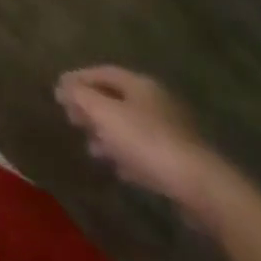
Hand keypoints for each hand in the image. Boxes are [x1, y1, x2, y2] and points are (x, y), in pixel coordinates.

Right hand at [56, 66, 239, 222]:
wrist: (202, 188)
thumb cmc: (147, 141)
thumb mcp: (104, 113)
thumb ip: (80, 96)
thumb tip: (62, 86)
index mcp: (140, 85)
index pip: (102, 72)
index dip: (78, 79)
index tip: (58, 91)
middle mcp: (157, 102)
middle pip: (116, 98)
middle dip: (91, 107)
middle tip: (71, 118)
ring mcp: (172, 131)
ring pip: (130, 125)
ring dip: (107, 133)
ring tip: (90, 147)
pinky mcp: (180, 160)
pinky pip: (145, 150)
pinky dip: (126, 154)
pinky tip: (117, 168)